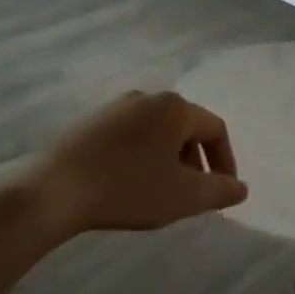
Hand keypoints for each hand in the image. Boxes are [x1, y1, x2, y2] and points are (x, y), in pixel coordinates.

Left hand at [29, 90, 247, 235]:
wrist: (54, 189)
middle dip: (195, 160)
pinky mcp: (89, 121)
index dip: (225, 160)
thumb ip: (219, 191)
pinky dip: (140, 156)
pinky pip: (129, 135)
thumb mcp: (183, 196)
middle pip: (185, 127)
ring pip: (156, 131)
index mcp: (175, 108)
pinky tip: (127, 184)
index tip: (222, 190)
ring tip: (160, 191)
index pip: (215, 128)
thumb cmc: (128, 188)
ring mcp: (115, 106)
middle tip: (191, 193)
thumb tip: (241, 188)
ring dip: (167, 159)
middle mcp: (147, 97)